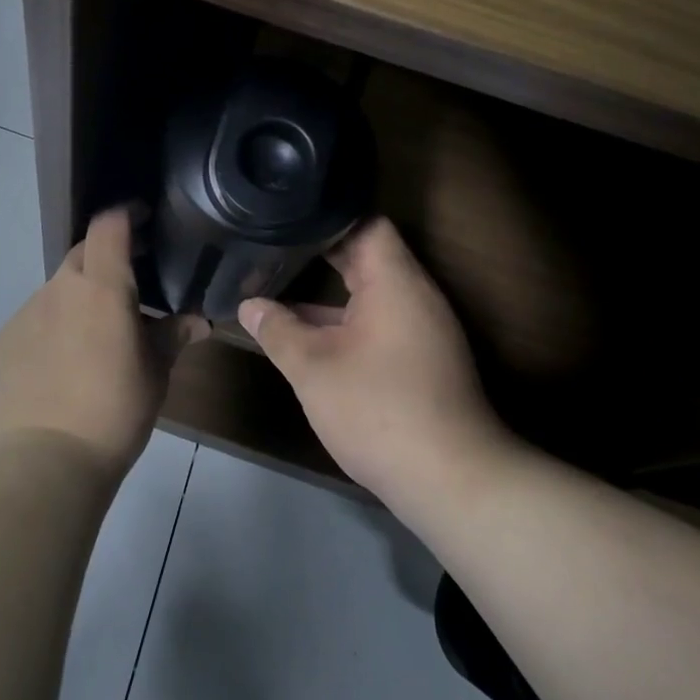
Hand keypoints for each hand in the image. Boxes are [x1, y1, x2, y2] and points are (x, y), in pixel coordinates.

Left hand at [0, 208, 207, 480]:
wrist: (44, 462)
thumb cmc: (114, 412)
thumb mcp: (154, 374)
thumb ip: (174, 338)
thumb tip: (198, 322)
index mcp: (102, 288)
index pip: (109, 226)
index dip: (125, 214)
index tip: (143, 218)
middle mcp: (60, 289)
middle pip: (82, 253)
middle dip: (105, 258)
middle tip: (128, 282)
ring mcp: (26, 313)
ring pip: (57, 290)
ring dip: (78, 299)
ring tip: (95, 335)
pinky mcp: (3, 341)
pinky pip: (34, 320)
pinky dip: (52, 327)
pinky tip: (61, 364)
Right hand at [239, 219, 513, 510]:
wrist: (452, 481)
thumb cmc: (378, 409)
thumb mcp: (313, 368)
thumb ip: (277, 330)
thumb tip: (248, 305)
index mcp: (394, 281)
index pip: (365, 223)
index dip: (326, 217)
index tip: (287, 219)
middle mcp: (415, 295)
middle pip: (368, 255)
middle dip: (320, 253)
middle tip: (274, 247)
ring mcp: (424, 328)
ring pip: (372, 292)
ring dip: (332, 291)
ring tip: (282, 286)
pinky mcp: (424, 359)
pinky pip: (381, 321)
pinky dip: (348, 319)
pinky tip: (312, 336)